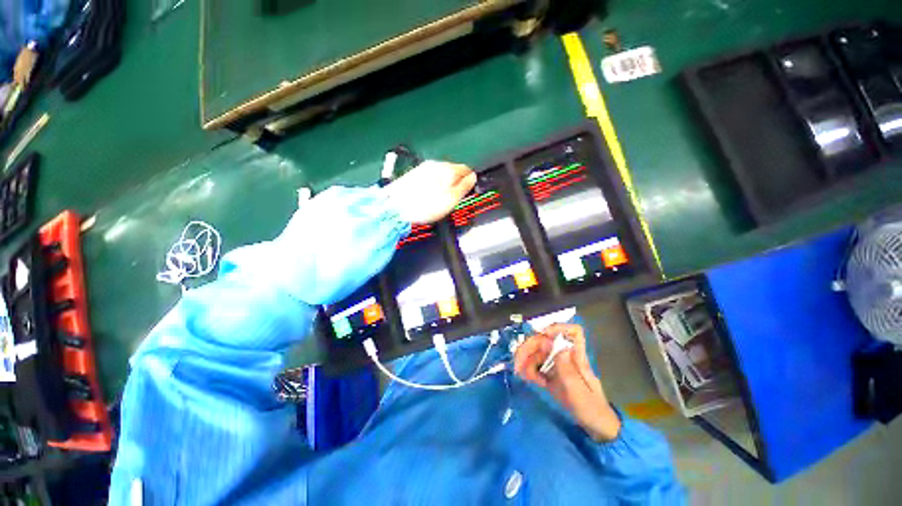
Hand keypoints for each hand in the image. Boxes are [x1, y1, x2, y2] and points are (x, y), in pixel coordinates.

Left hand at [386, 160, 476, 223]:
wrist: (395, 207)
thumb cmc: (427, 206)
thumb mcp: (451, 199)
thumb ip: (464, 186)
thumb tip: (473, 177)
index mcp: (447, 169)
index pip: (466, 169)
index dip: (469, 180)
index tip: (468, 191)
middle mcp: (435, 164)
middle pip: (452, 170)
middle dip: (456, 181)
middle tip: (453, 198)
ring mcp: (422, 168)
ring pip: (440, 173)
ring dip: (444, 183)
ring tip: (439, 199)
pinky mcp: (412, 174)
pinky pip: (429, 177)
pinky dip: (433, 184)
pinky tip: (428, 195)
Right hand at [513, 323, 621, 441]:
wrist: (597, 428)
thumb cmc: (592, 410)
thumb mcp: (579, 393)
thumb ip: (567, 370)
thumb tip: (557, 346)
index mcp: (577, 357)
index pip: (573, 332)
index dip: (558, 328)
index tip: (542, 335)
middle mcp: (566, 356)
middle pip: (546, 340)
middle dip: (530, 347)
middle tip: (518, 362)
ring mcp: (558, 365)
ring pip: (538, 352)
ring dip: (526, 360)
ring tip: (522, 374)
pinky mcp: (551, 375)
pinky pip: (536, 366)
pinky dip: (529, 370)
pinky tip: (531, 381)